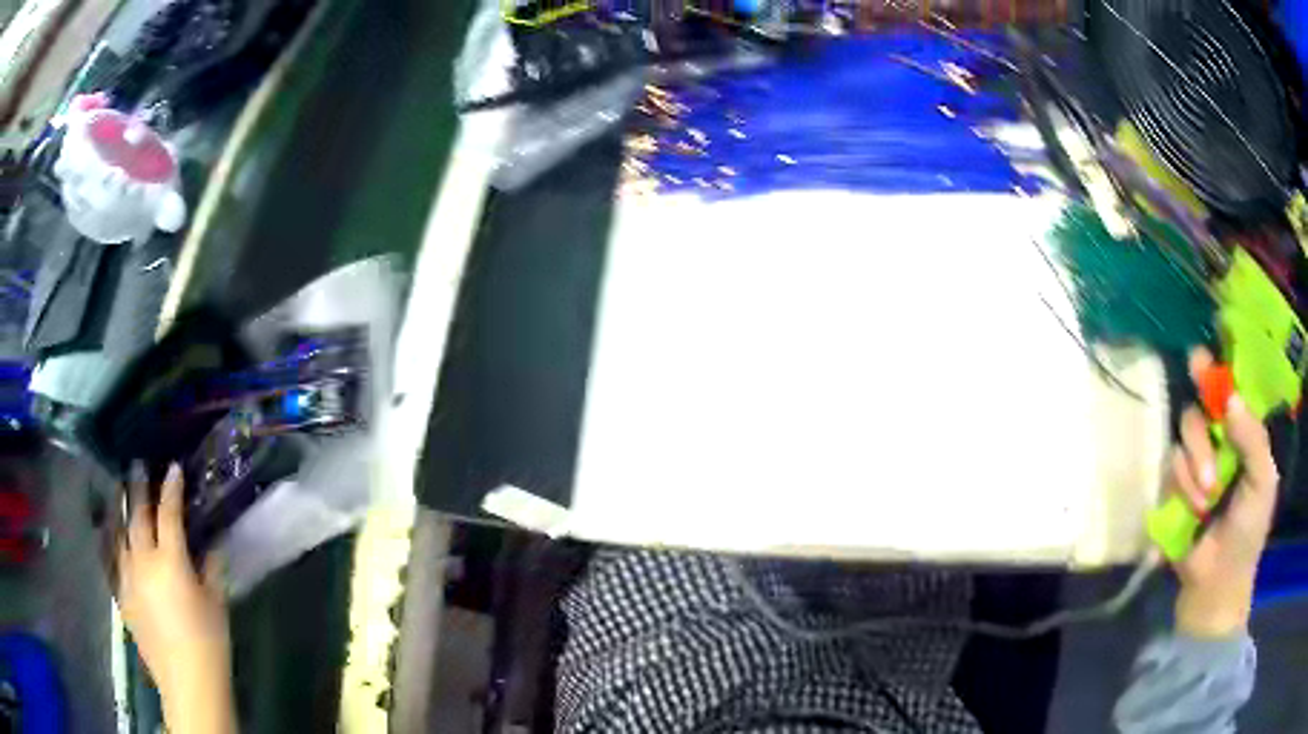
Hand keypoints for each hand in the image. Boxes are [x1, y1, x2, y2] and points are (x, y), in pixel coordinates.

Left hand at [115, 463, 233, 732]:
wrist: (186, 683)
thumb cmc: (209, 643)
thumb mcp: (217, 604)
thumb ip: (211, 568)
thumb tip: (211, 543)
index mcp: (170, 561)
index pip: (169, 513)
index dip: (171, 487)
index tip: (172, 467)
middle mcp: (142, 561)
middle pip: (137, 515)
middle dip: (138, 488)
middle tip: (137, 466)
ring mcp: (127, 576)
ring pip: (119, 533)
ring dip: (121, 510)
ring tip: (121, 494)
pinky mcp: (121, 595)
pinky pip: (114, 558)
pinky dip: (115, 541)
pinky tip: (116, 537)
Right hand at [1167, 349, 1279, 638]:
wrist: (1217, 584)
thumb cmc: (1249, 531)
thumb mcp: (1263, 482)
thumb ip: (1253, 438)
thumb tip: (1229, 398)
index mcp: (1242, 431)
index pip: (1228, 387)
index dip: (1215, 369)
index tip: (1199, 360)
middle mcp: (1218, 439)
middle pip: (1199, 407)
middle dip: (1203, 438)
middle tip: (1212, 475)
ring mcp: (1195, 462)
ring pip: (1183, 436)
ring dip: (1194, 471)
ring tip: (1206, 503)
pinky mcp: (1174, 485)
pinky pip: (1170, 465)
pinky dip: (1182, 488)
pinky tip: (1193, 511)